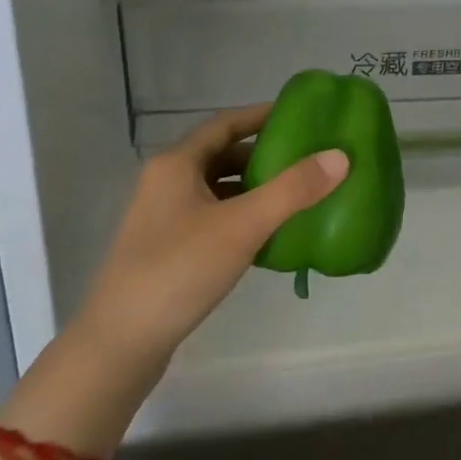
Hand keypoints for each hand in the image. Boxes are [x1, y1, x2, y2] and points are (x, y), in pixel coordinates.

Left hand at [74, 107, 348, 388]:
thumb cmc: (179, 270)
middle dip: (263, 154)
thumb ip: (292, 189)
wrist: (120, 343)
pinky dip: (241, 217)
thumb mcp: (242, 225)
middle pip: (221, 155)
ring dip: (253, 188)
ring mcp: (163, 218)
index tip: (300, 117)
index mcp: (176, 164)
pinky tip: (268, 235)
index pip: (225, 124)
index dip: (261, 116)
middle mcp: (165, 183)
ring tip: (296, 195)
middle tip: (307, 159)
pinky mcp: (166, 249)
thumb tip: (339, 156)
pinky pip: (212, 218)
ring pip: (217, 189)